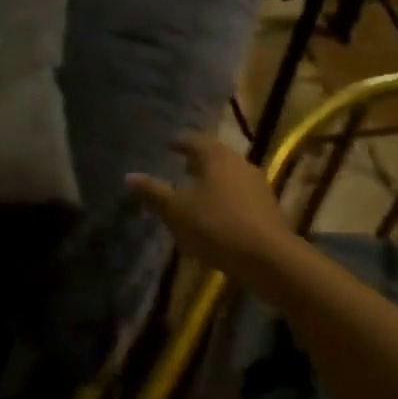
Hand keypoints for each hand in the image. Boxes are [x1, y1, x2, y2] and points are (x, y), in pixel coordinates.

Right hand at [126, 132, 294, 285]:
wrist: (268, 258)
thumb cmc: (216, 226)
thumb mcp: (176, 211)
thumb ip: (153, 193)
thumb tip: (129, 176)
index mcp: (216, 157)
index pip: (194, 140)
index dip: (179, 142)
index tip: (167, 145)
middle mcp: (240, 163)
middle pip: (215, 156)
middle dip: (197, 161)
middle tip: (181, 167)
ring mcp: (257, 185)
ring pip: (229, 175)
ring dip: (212, 180)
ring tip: (196, 192)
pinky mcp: (267, 208)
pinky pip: (239, 195)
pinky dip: (225, 198)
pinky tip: (216, 214)